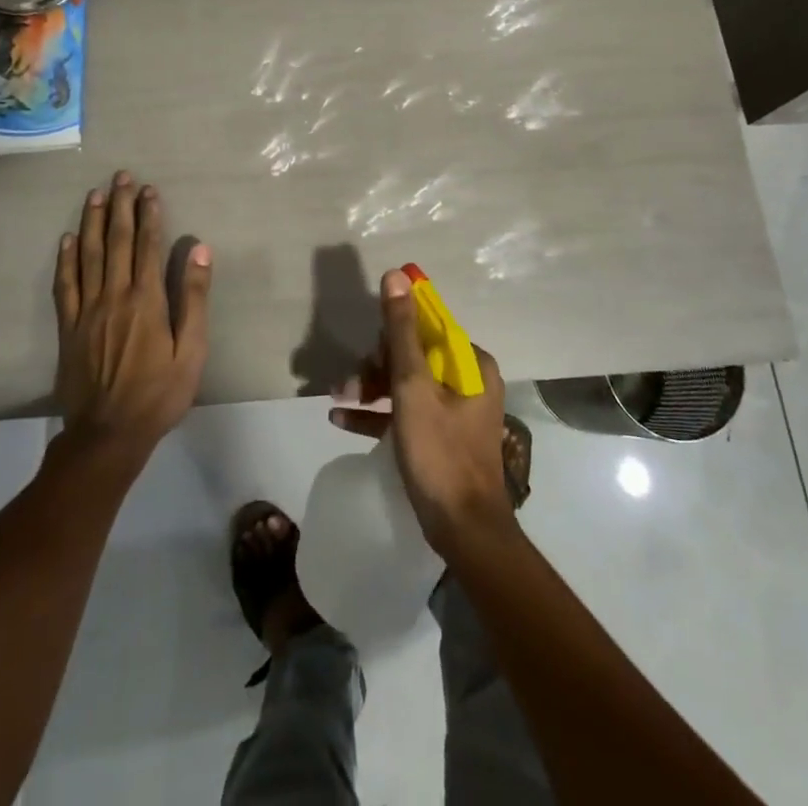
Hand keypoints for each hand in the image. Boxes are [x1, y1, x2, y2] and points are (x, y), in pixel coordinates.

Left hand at [53, 171, 210, 465]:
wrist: (108, 434)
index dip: (149, 215)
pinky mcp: (68, 327)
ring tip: (95, 194)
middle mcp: (114, 296)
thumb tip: (199, 251)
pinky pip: (64, 285)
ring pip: (88, 256)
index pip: (147, 246)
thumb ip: (194, 299)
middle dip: (121, 206)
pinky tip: (68, 239)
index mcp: (146, 300)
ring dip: (92, 222)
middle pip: (116, 242)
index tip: (150, 190)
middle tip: (122, 177)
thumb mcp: (192, 352)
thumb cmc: (158, 394)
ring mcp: (86, 311)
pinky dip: (66, 259)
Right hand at [329, 269, 515, 561]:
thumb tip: (396, 275)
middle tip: (349, 381)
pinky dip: (377, 414)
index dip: (394, 333)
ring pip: (406, 384)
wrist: (463, 532)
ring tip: (337, 398)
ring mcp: (455, 412)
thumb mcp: (413, 387)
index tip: (370, 351)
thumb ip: (401, 332)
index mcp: (470, 364)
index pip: (428, 328)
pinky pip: (405, 413)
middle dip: (376, 366)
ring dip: (370, 389)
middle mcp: (467, 381)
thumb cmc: (439, 452)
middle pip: (414, 355)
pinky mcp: (440, 438)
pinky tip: (340, 417)